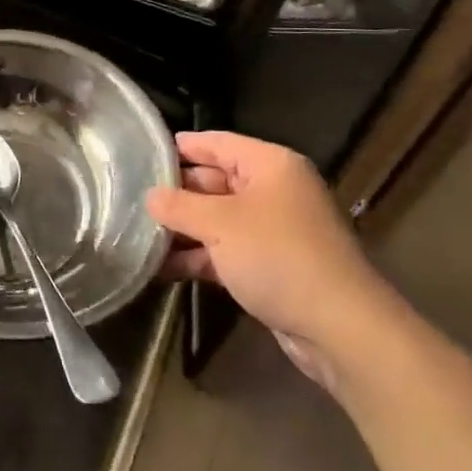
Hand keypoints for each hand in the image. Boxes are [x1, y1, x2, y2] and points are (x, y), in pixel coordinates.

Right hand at [148, 132, 395, 390]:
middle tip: (131, 196)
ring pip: (218, 219)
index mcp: (270, 165)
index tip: (140, 153)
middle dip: (176, 192)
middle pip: (215, 180)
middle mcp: (274, 190)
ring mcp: (273, 230)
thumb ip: (179, 206)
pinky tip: (161, 267)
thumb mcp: (221, 224)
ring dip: (183, 228)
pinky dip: (198, 256)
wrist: (340, 328)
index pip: (216, 142)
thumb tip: (149, 196)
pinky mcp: (271, 266)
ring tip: (137, 232)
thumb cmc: (279, 256)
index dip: (180, 147)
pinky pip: (226, 251)